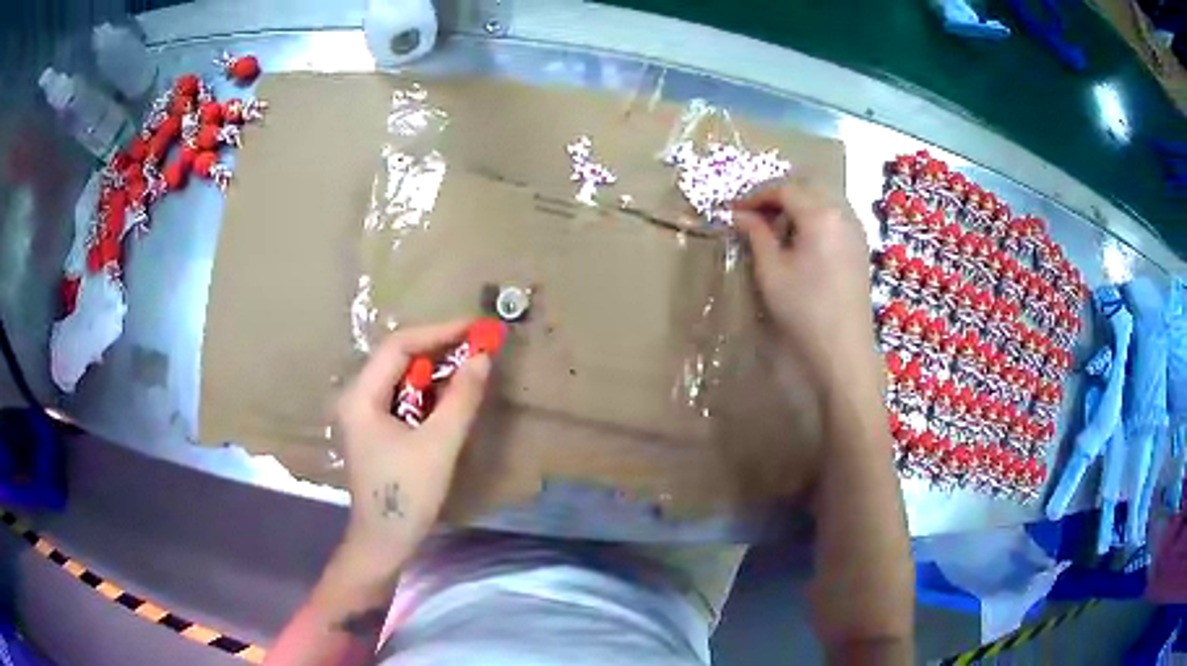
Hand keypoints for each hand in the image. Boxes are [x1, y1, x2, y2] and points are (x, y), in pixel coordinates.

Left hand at [334, 321, 492, 568]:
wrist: (385, 542)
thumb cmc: (407, 494)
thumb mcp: (439, 444)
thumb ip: (461, 398)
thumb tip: (483, 357)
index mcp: (361, 396)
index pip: (399, 346)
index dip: (439, 332)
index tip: (476, 329)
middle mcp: (357, 398)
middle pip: (398, 359)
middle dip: (438, 349)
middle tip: (478, 345)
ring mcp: (364, 415)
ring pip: (402, 378)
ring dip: (435, 371)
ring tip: (471, 364)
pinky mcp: (376, 431)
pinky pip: (403, 399)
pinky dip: (429, 393)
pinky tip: (452, 395)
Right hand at [734, 176, 880, 396]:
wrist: (843, 349)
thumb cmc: (804, 309)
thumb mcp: (771, 270)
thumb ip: (755, 234)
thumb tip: (739, 214)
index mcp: (820, 214)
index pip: (783, 189)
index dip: (755, 196)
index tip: (733, 210)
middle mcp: (842, 213)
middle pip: (805, 189)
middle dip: (776, 196)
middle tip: (751, 215)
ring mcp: (855, 229)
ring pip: (821, 200)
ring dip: (795, 206)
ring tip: (774, 228)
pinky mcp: (860, 245)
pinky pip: (833, 216)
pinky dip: (813, 218)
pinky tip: (800, 241)